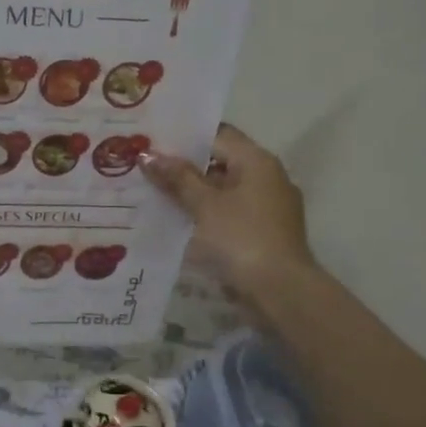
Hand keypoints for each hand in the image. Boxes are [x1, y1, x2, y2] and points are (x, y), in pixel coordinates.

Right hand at [142, 124, 317, 309]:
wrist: (280, 291)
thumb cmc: (242, 238)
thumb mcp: (205, 205)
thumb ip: (177, 178)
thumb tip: (148, 154)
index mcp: (258, 161)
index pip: (218, 135)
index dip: (185, 137)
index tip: (152, 141)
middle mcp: (267, 178)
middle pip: (220, 162)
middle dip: (184, 167)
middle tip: (145, 168)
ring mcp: (267, 208)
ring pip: (223, 191)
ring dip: (193, 194)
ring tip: (153, 194)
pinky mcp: (262, 233)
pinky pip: (229, 214)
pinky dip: (205, 215)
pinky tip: (177, 222)